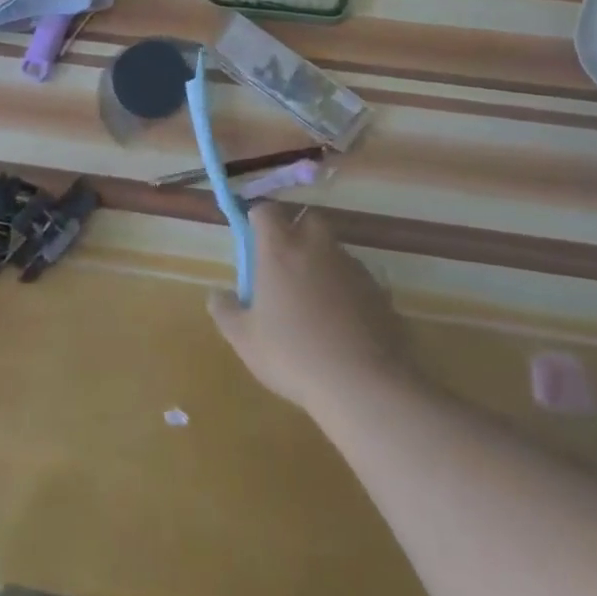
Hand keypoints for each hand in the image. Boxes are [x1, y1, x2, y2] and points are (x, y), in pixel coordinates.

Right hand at [209, 205, 412, 414]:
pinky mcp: (379, 290)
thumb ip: (225, 311)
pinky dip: (346, 289)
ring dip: (321, 261)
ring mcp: (351, 267)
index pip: (266, 211)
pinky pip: (356, 278)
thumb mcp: (244, 340)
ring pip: (333, 249)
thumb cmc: (293, 355)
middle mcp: (316, 247)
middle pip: (307, 219)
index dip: (258, 218)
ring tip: (313, 300)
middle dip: (296, 231)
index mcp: (279, 250)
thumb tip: (217, 293)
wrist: (364, 384)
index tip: (252, 238)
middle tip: (285, 264)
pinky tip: (342, 322)